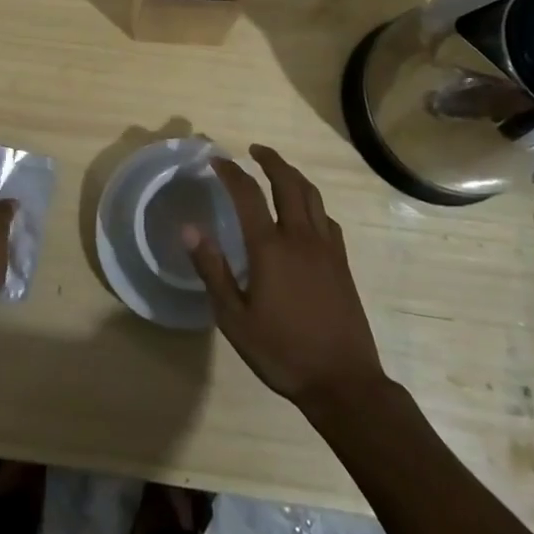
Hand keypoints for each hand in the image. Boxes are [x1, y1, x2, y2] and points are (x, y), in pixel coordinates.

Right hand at [186, 145, 386, 407]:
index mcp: (270, 248)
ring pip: (312, 196)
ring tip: (278, 170)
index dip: (231, 172)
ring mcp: (326, 249)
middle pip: (288, 183)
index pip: (248, 194)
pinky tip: (306, 214)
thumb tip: (189, 229)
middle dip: (270, 160)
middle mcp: (301, 237)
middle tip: (254, 150)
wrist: (343, 382)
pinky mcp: (342, 263)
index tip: (217, 160)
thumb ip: (212, 270)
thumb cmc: (282, 352)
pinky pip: (327, 219)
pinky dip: (312, 204)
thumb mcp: (234, 319)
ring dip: (293, 175)